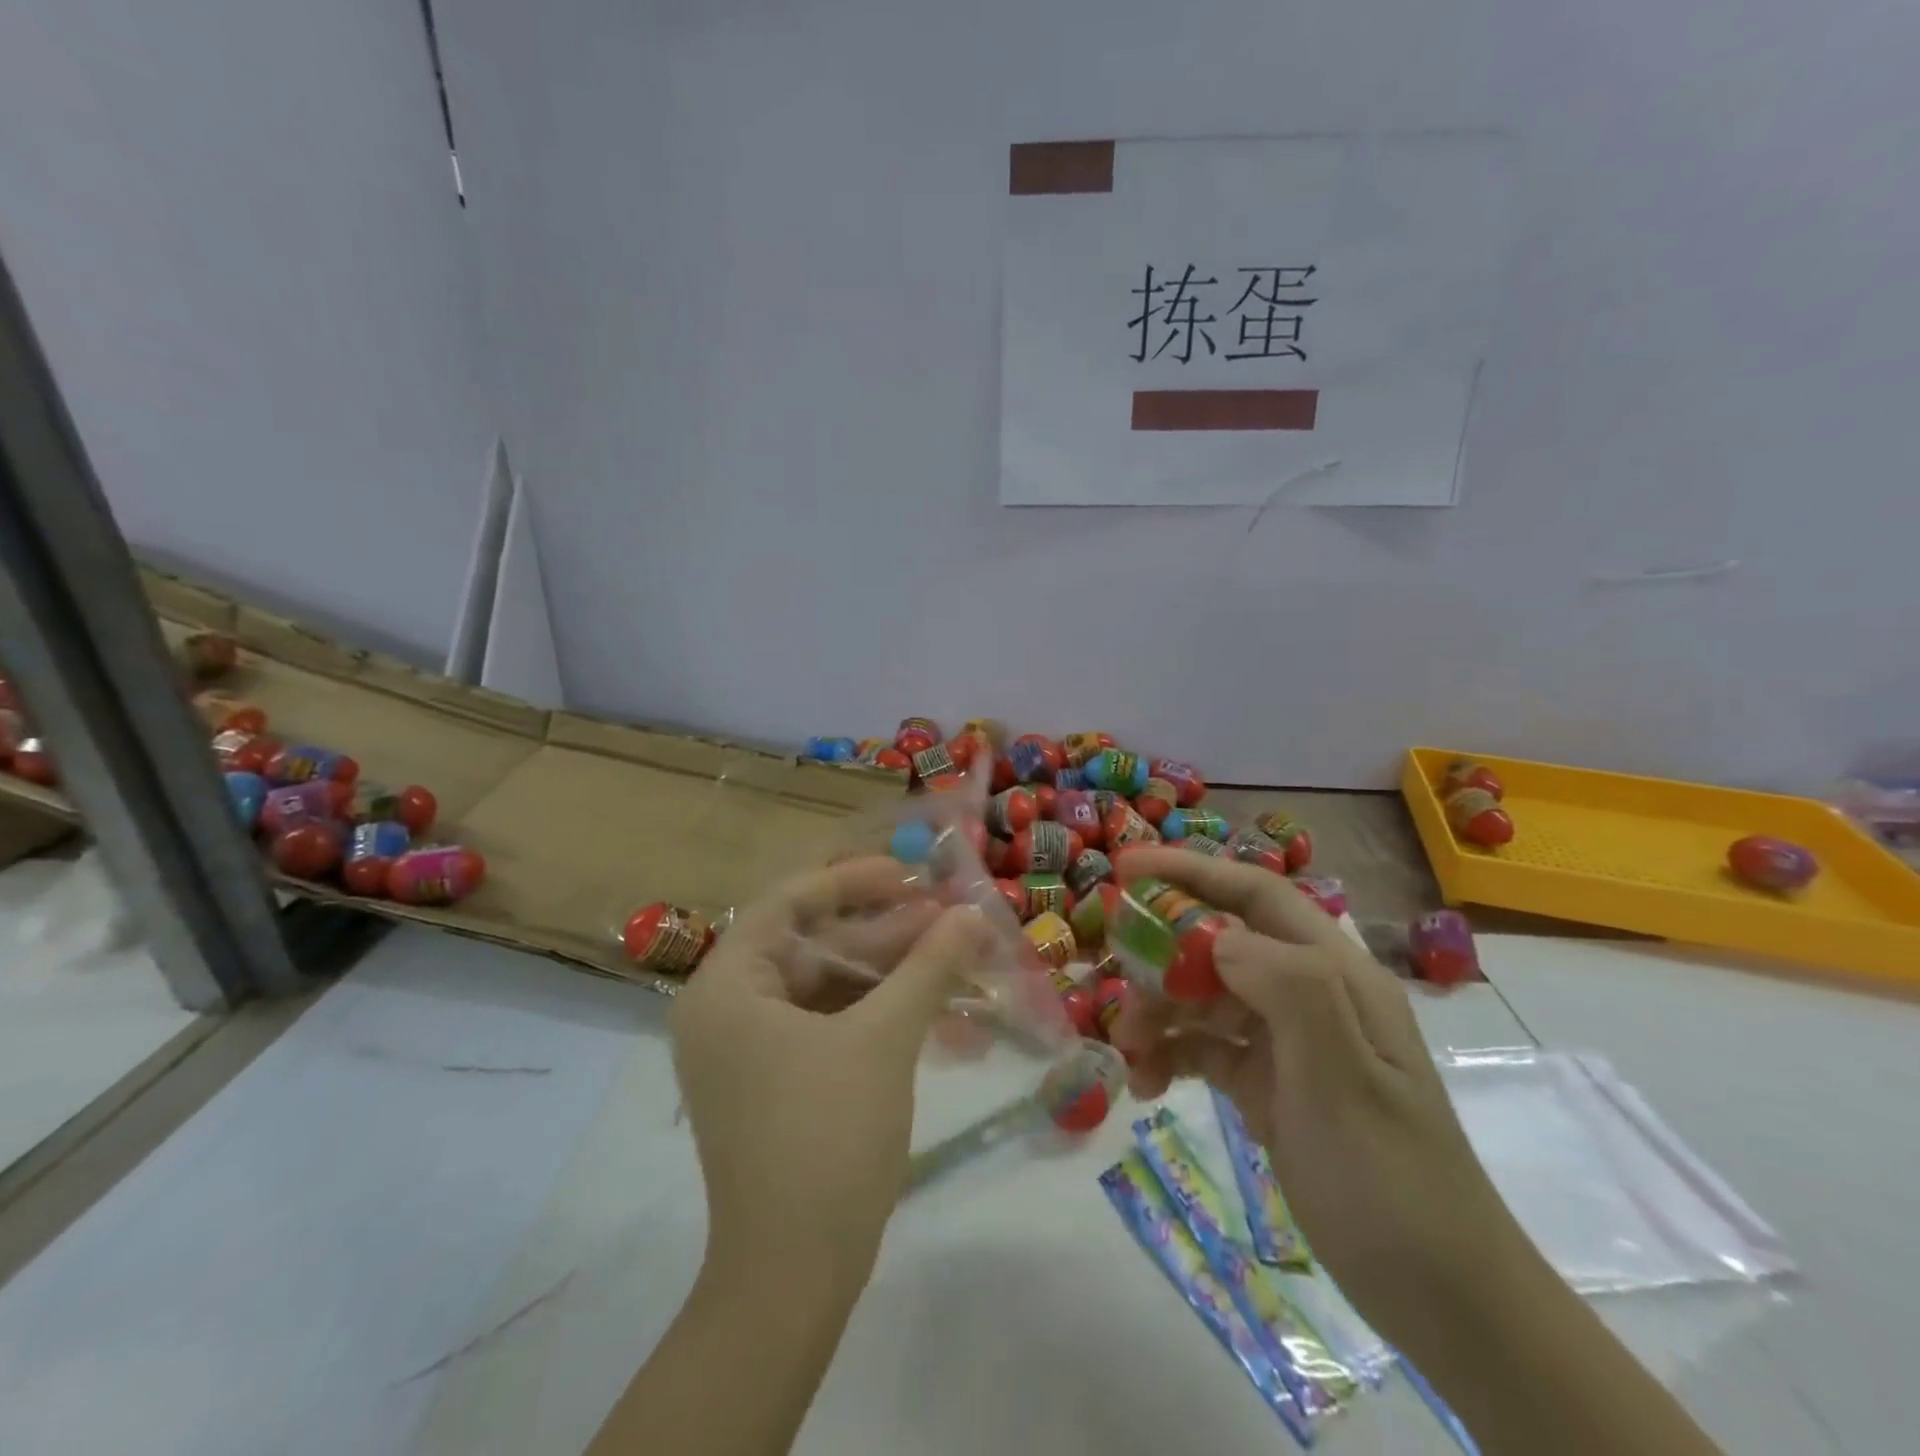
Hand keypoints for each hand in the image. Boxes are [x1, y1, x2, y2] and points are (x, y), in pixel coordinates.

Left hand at [670, 857, 990, 1285]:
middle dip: (884, 934)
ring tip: (954, 959)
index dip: (851, 880)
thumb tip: (972, 914)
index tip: (908, 874)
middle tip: (946, 919)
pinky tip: (937, 1012)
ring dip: (891, 975)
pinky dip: (879, 1016)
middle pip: (813, 945)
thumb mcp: (884, 1039)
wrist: (793, 1279)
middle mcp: (728, 1010)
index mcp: (727, 987)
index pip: (788, 903)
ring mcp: (751, 1050)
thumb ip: (928, 966)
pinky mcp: (778, 1082)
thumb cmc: (826, 1138)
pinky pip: (830, 1026)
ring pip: (828, 987)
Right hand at [1110, 848, 1521, 1337]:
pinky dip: (1171, 1054)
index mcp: (1335, 975)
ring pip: (1204, 994)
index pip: (1256, 895)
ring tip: (1128, 1051)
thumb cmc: (1392, 1183)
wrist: (1442, 1299)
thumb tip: (1216, 937)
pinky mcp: (1268, 1083)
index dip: (1191, 871)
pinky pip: (1205, 1046)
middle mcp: (1310, 995)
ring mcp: (1288, 1041)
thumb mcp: (1344, 1083)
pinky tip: (1146, 1084)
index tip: (1125, 868)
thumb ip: (1289, 991)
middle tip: (1113, 976)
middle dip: (1161, 951)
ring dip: (1159, 1010)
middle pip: (1219, 942)